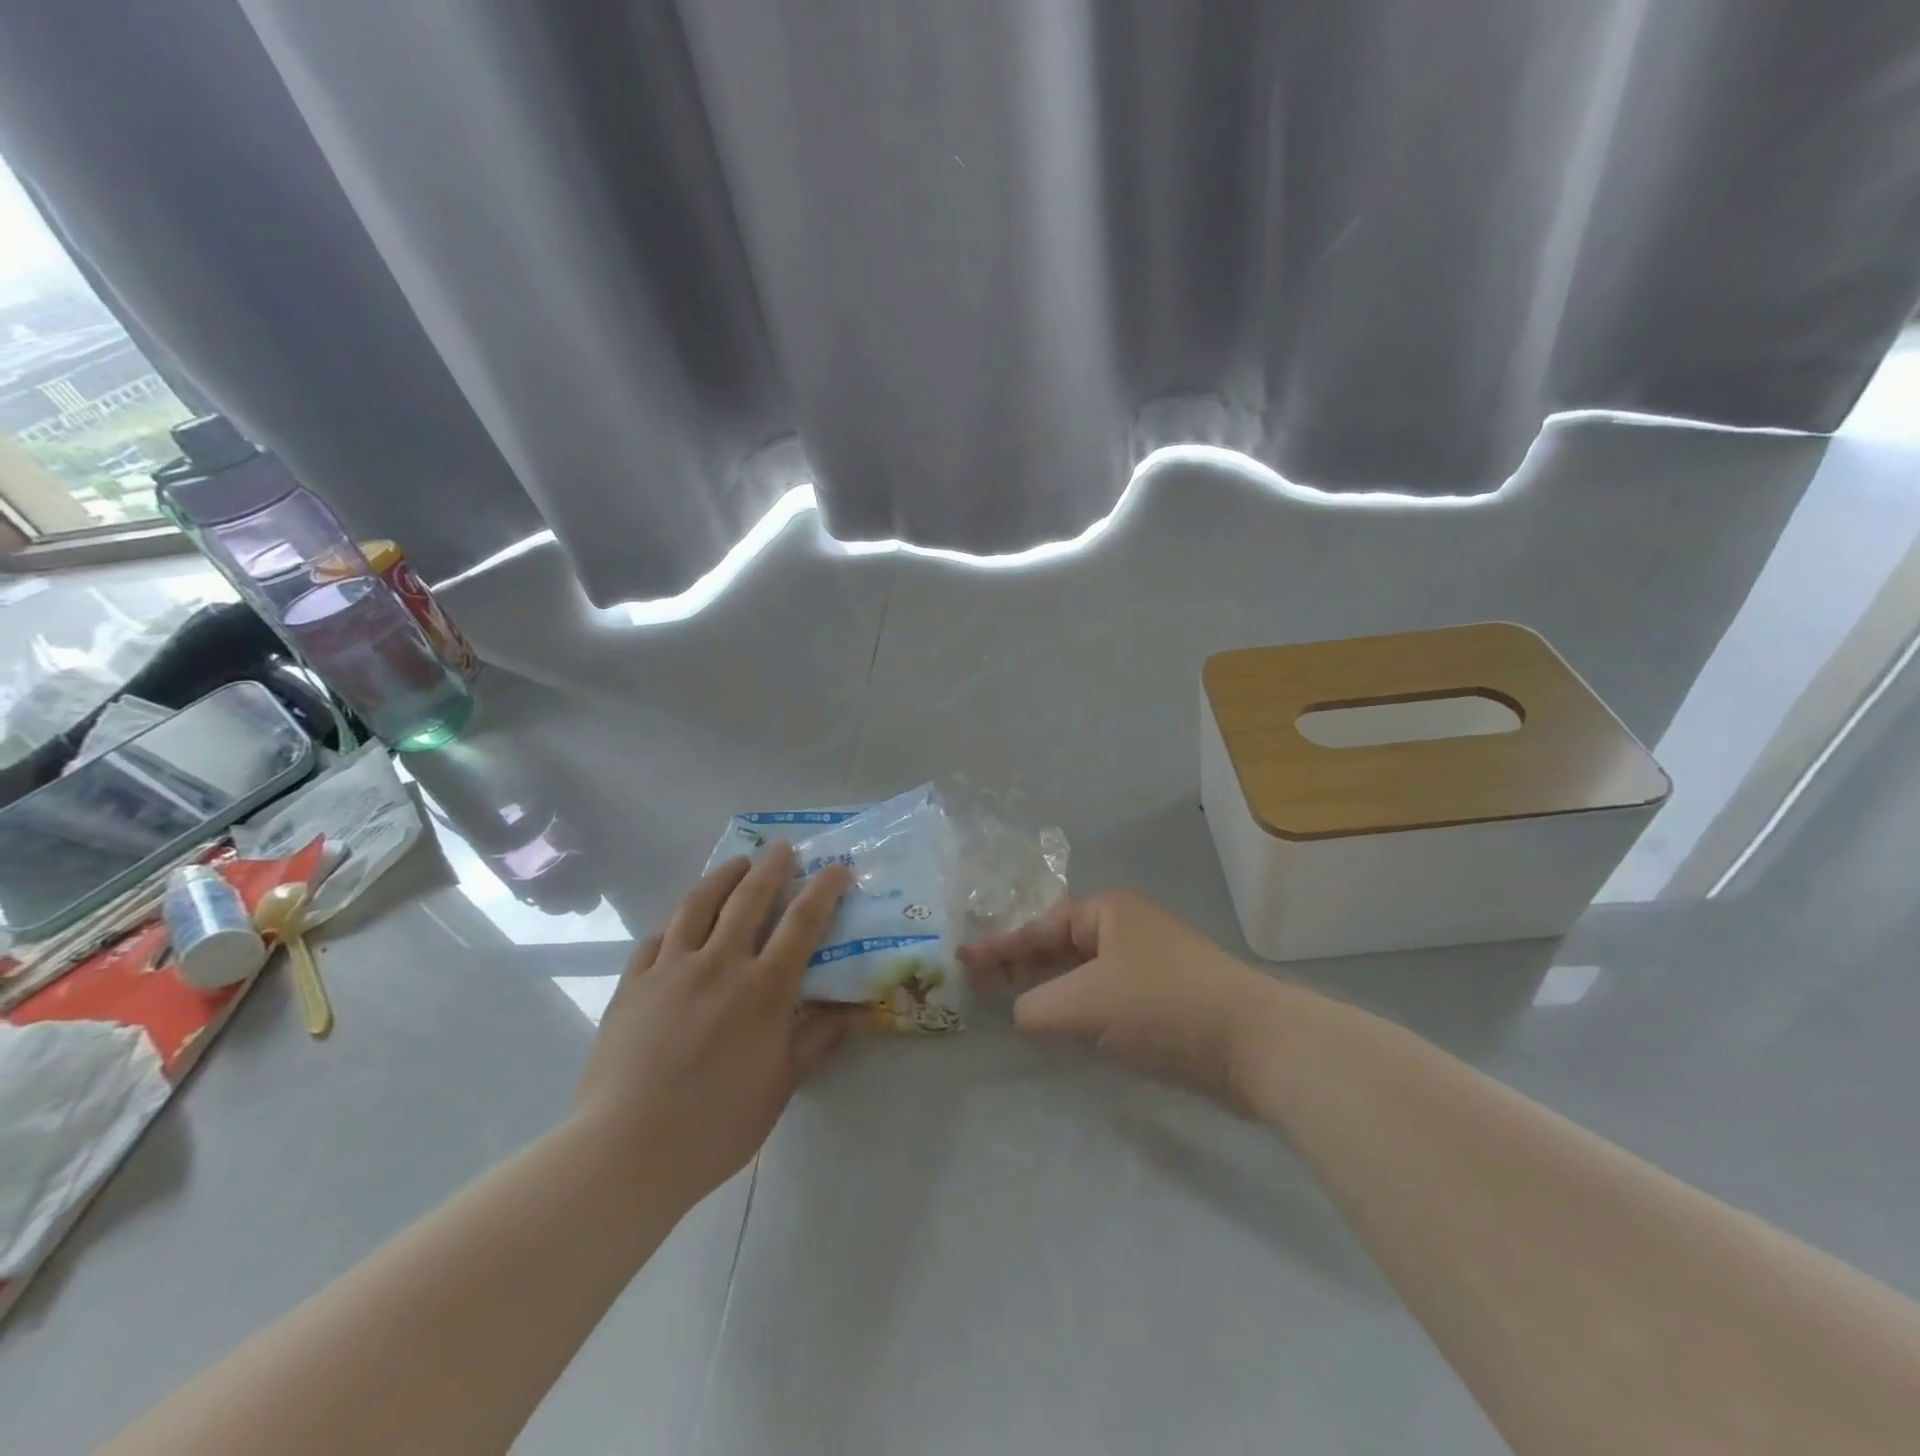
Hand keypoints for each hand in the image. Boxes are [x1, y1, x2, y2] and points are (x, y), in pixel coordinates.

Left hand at [575, 845, 857, 1202]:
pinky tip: (682, 920)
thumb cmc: (717, 1124)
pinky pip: (657, 938)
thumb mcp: (782, 1086)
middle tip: (782, 849)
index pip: (802, 923)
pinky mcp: (633, 983)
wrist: (628, 1150)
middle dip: (771, 867)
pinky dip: (676, 921)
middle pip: (749, 898)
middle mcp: (720, 964)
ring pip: (699, 905)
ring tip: (736, 864)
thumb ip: (818, 1040)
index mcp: (763, 988)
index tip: (836, 868)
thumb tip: (856, 1012)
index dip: (823, 890)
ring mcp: (671, 969)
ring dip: (723, 877)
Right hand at [960, 892, 1285, 1110]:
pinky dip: (1078, 1007)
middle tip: (980, 985)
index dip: (1000, 944)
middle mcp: (1128, 928)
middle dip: (1020, 964)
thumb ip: (1037, 1006)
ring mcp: (1149, 963)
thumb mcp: (1085, 1003)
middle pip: (1060, 943)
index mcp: (1109, 912)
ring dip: (1048, 987)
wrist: (1255, 1044)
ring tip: (1009, 1004)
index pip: (1041, 925)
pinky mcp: (1165, 999)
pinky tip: (1060, 1027)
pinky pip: (1106, 996)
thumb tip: (1022, 1013)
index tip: (963, 961)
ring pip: (1083, 972)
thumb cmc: (1162, 1006)